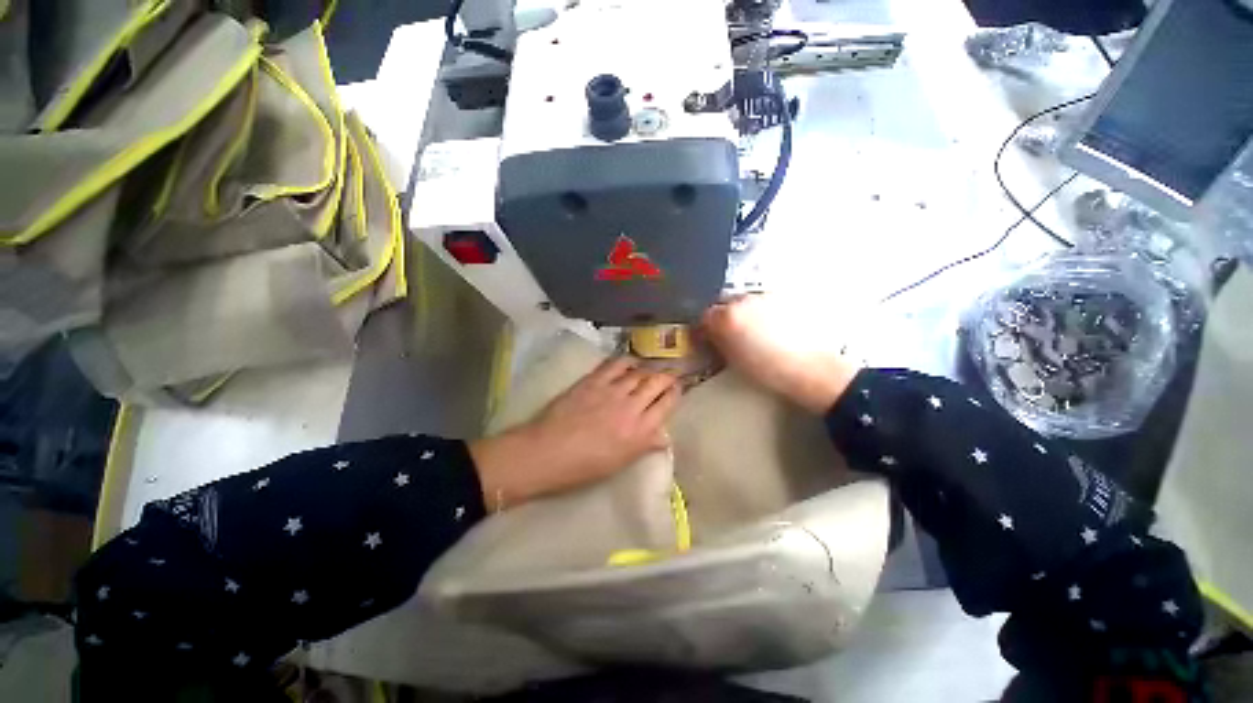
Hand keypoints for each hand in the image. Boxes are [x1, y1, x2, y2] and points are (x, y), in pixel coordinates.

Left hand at [469, 358, 680, 509]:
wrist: (547, 452)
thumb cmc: (583, 467)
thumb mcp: (619, 462)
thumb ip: (644, 445)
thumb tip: (664, 437)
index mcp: (640, 431)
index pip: (666, 405)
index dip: (675, 393)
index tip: (677, 388)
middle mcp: (631, 406)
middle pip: (657, 383)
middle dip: (667, 376)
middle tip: (671, 374)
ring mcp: (612, 390)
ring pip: (639, 372)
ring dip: (649, 368)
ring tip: (652, 367)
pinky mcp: (594, 380)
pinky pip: (615, 364)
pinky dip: (626, 361)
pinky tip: (630, 361)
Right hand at [702, 295, 857, 413]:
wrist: (812, 368)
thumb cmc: (769, 369)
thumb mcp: (733, 359)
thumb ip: (716, 341)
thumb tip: (709, 333)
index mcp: (728, 317)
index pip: (704, 315)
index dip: (703, 327)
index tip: (706, 337)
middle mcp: (744, 299)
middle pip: (723, 303)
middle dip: (722, 316)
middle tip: (728, 334)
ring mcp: (765, 296)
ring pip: (744, 300)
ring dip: (742, 312)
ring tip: (752, 332)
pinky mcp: (783, 297)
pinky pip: (763, 300)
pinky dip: (760, 310)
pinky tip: (769, 327)